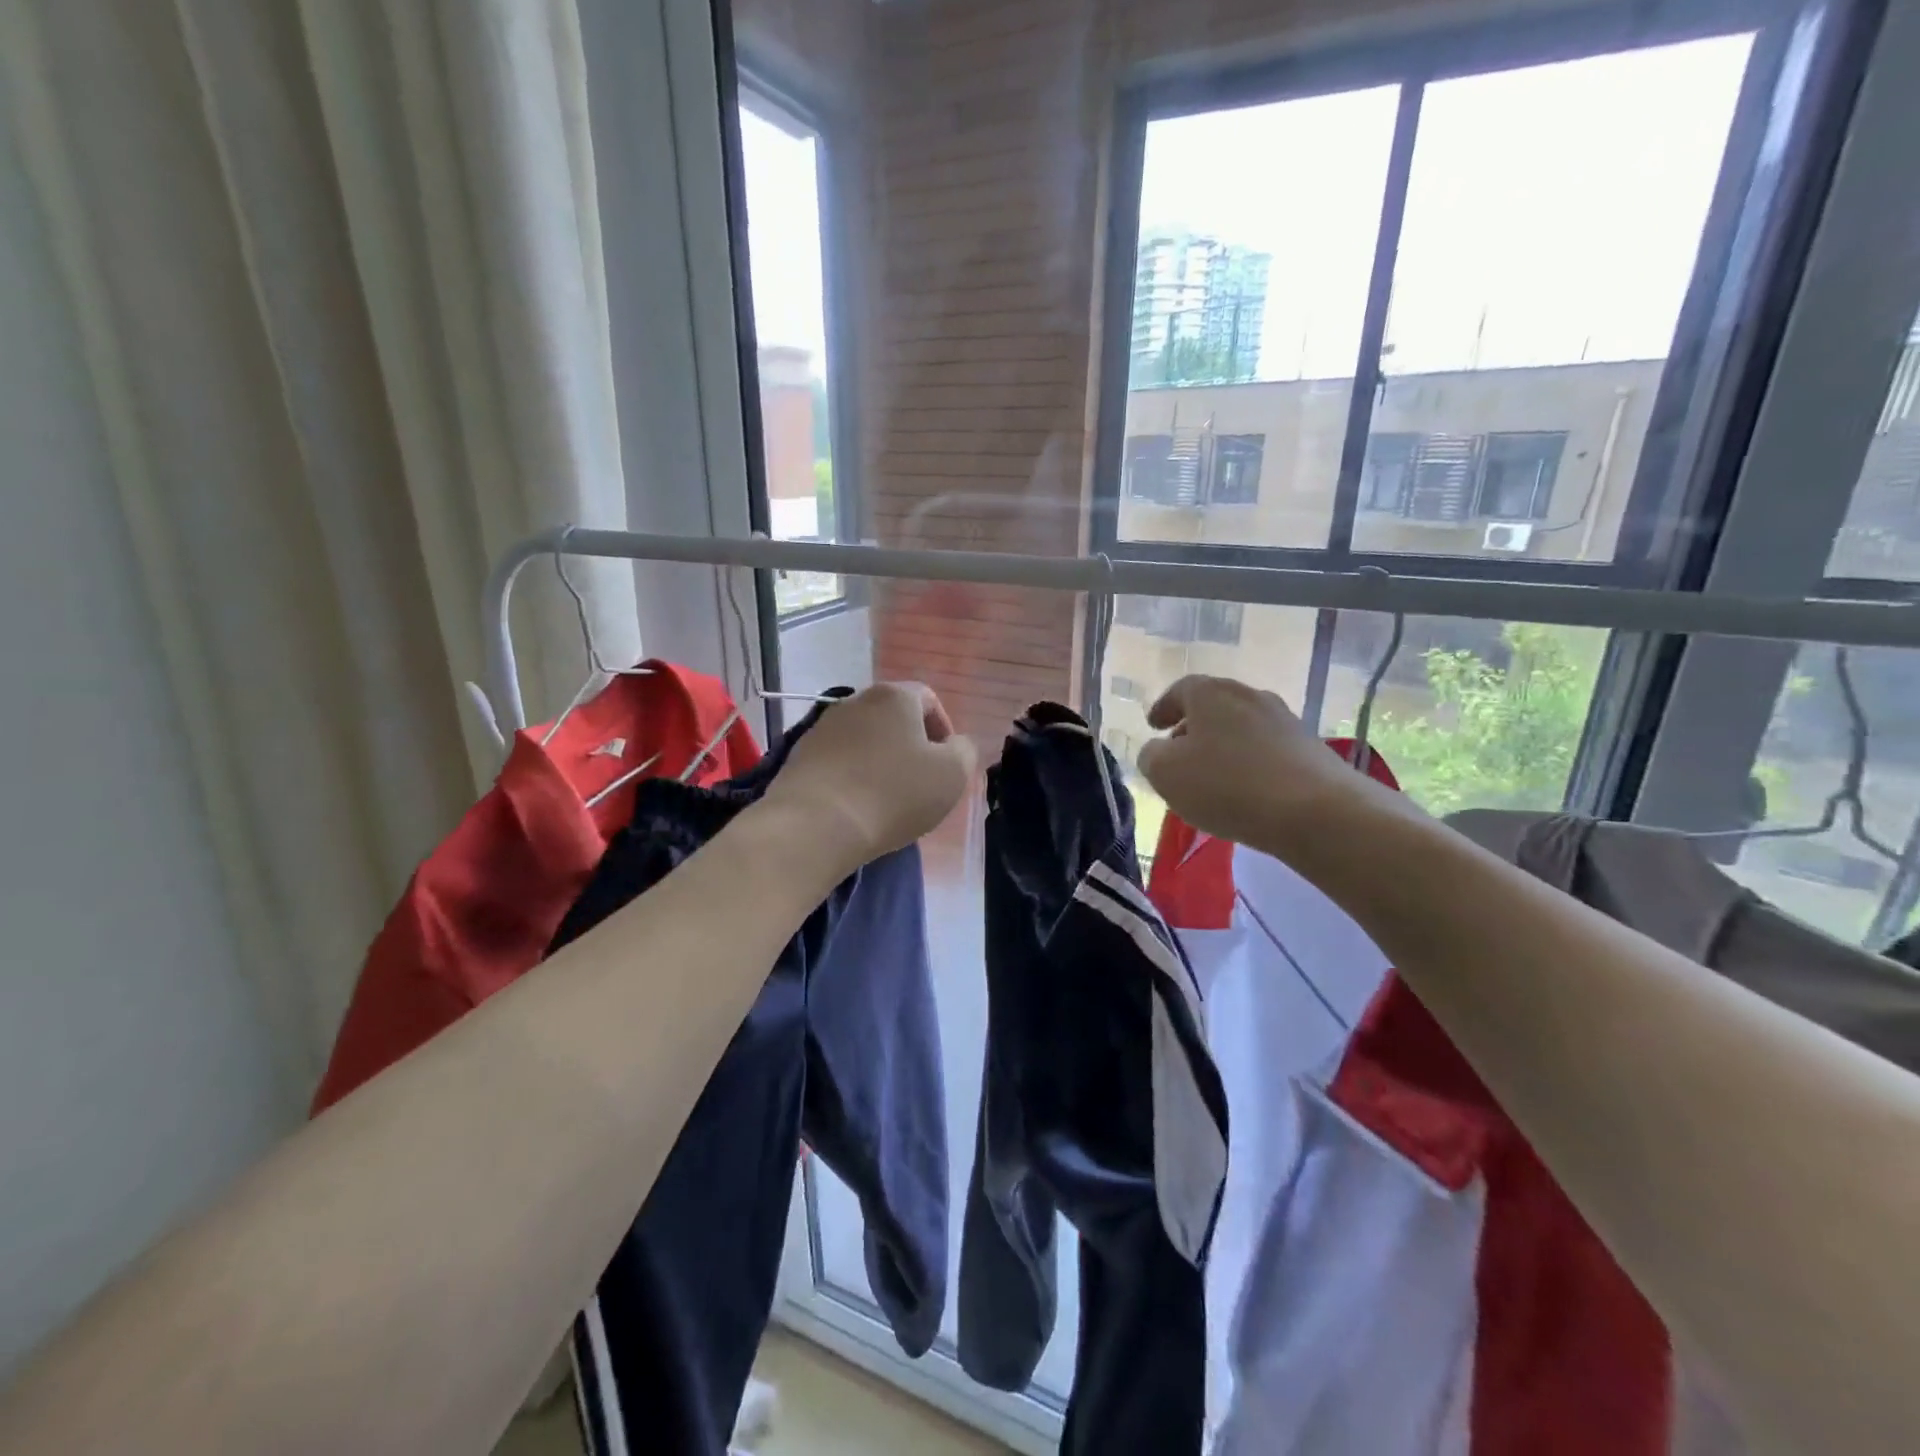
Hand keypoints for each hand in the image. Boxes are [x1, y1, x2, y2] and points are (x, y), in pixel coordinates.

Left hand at [765, 682, 977, 868]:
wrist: (816, 824)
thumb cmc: (894, 793)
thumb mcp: (952, 774)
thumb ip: (964, 751)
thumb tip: (954, 744)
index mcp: (895, 696)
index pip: (928, 699)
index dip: (944, 729)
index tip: (947, 764)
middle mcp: (856, 700)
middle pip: (894, 718)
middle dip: (911, 746)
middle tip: (921, 782)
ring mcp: (823, 727)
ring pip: (865, 740)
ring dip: (880, 761)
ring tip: (888, 799)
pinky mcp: (800, 756)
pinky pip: (838, 761)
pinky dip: (853, 776)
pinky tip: (858, 805)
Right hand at [1137, 675, 1366, 849]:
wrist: (1315, 811)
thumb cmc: (1227, 785)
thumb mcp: (1166, 774)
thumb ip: (1151, 756)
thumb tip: (1158, 751)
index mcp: (1211, 693)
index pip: (1180, 690)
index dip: (1163, 707)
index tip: (1153, 726)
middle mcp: (1250, 695)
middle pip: (1214, 706)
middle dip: (1193, 727)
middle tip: (1178, 751)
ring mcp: (1284, 720)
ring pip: (1241, 727)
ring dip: (1222, 745)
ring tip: (1211, 776)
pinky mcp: (1309, 748)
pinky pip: (1266, 749)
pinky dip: (1248, 762)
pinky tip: (1244, 790)